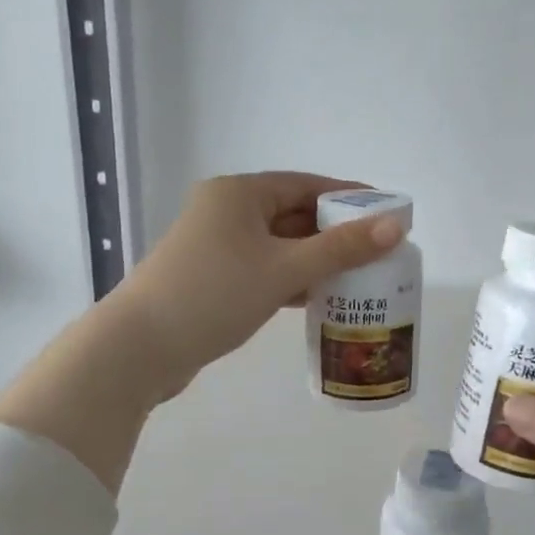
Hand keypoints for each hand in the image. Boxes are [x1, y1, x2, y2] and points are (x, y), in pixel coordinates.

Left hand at [110, 171, 405, 395]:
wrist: (139, 348)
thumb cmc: (214, 295)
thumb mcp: (283, 269)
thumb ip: (341, 248)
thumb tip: (395, 225)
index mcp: (239, 194)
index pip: (306, 185)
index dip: (349, 198)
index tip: (387, 214)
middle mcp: (225, 212)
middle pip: (293, 215)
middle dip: (335, 233)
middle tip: (379, 251)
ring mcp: (216, 247)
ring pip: (279, 246)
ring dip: (315, 260)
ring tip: (359, 276)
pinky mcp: (212, 279)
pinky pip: (264, 269)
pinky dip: (291, 279)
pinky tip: (319, 297)